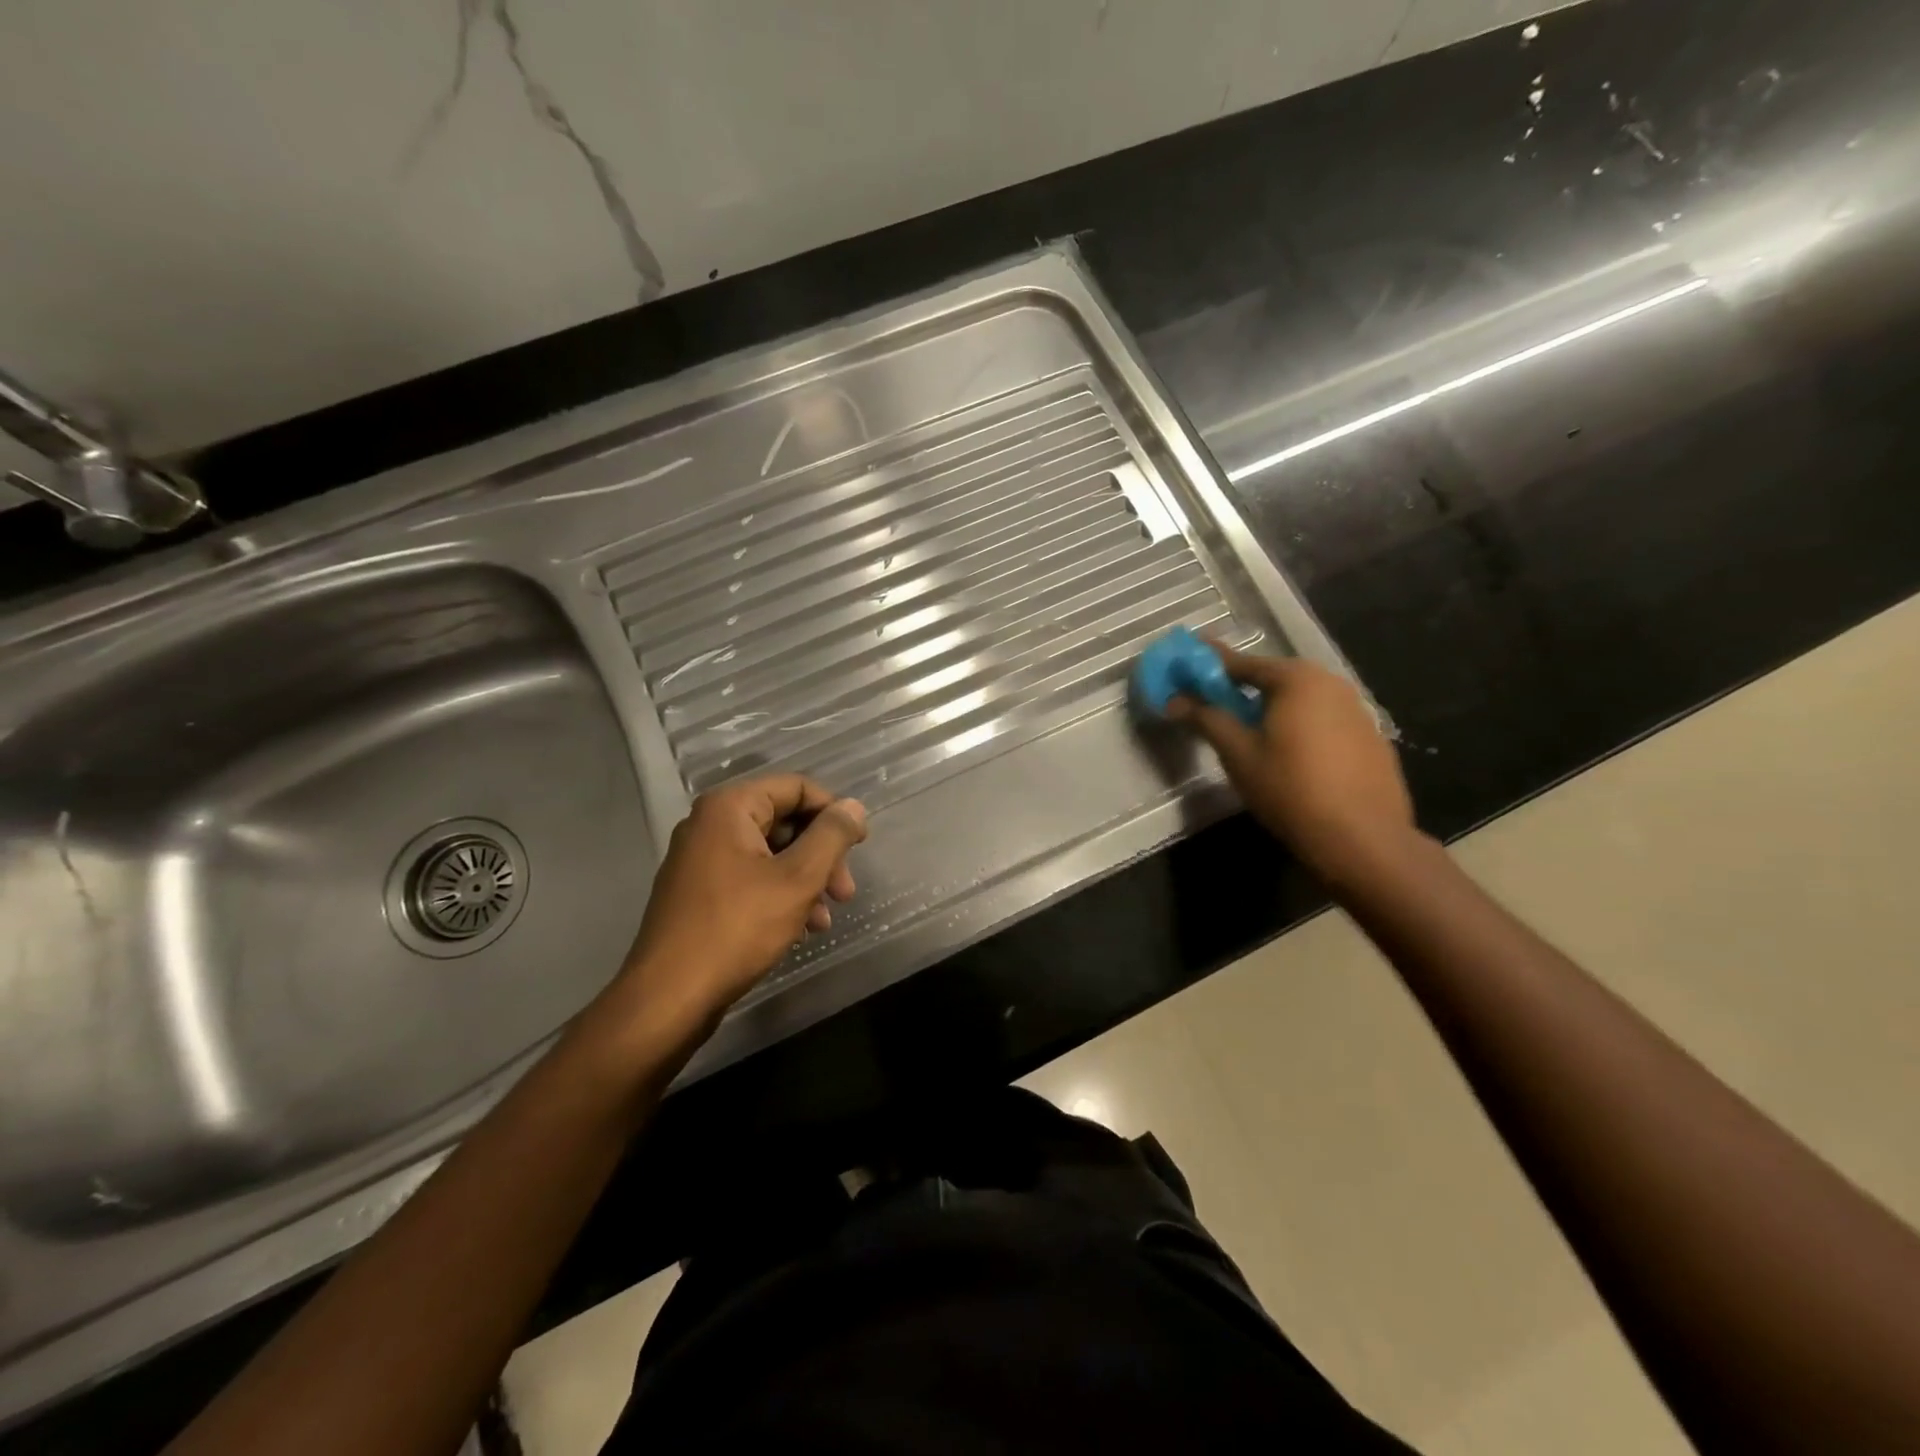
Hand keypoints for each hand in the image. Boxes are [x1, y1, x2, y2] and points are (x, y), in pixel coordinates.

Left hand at [617, 774, 867, 1038]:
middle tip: (845, 892)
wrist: (669, 997)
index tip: (859, 845)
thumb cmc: (737, 928)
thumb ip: (831, 836)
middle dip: (822, 855)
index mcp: (729, 808)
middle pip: (784, 821)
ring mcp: (700, 860)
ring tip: (825, 919)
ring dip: (806, 881)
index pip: (796, 788)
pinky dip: (780, 896)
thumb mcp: (797, 879)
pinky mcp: (699, 894)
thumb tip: (854, 807)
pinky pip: (751, 879)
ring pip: (771, 855)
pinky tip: (801, 929)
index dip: (833, 812)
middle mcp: (710, 824)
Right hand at [1168, 644, 1414, 881]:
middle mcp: (1331, 683)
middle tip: (1215, 704)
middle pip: (1275, 679)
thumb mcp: (1238, 754)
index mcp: (1297, 679)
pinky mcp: (1371, 739)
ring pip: (1302, 700)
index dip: (1210, 665)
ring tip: (1250, 732)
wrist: (1362, 838)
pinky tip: (1290, 756)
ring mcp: (1357, 710)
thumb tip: (1175, 700)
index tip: (1187, 663)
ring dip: (1272, 709)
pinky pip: (1324, 721)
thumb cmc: (1290, 788)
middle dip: (1242, 688)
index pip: (1242, 663)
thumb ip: (1207, 718)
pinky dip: (1300, 727)